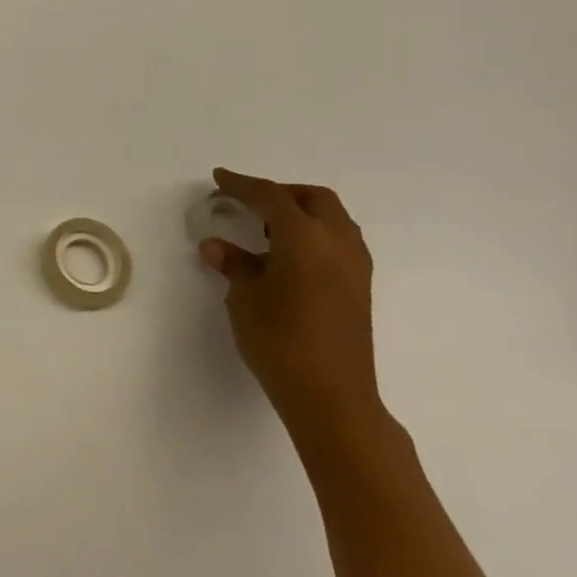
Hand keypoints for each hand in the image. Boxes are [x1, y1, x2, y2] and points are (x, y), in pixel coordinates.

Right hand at [198, 168, 383, 446]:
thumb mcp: (245, 298)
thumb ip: (234, 264)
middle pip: (313, 199)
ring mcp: (355, 266)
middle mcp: (337, 243)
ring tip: (266, 231)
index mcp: (305, 238)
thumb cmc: (280, 340)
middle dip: (280, 193)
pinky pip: (338, 242)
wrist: (331, 396)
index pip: (271, 197)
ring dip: (300, 214)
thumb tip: (217, 246)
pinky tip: (288, 257)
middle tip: (248, 203)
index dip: (242, 185)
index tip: (219, 179)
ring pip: (331, 219)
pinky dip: (313, 236)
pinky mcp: (359, 288)